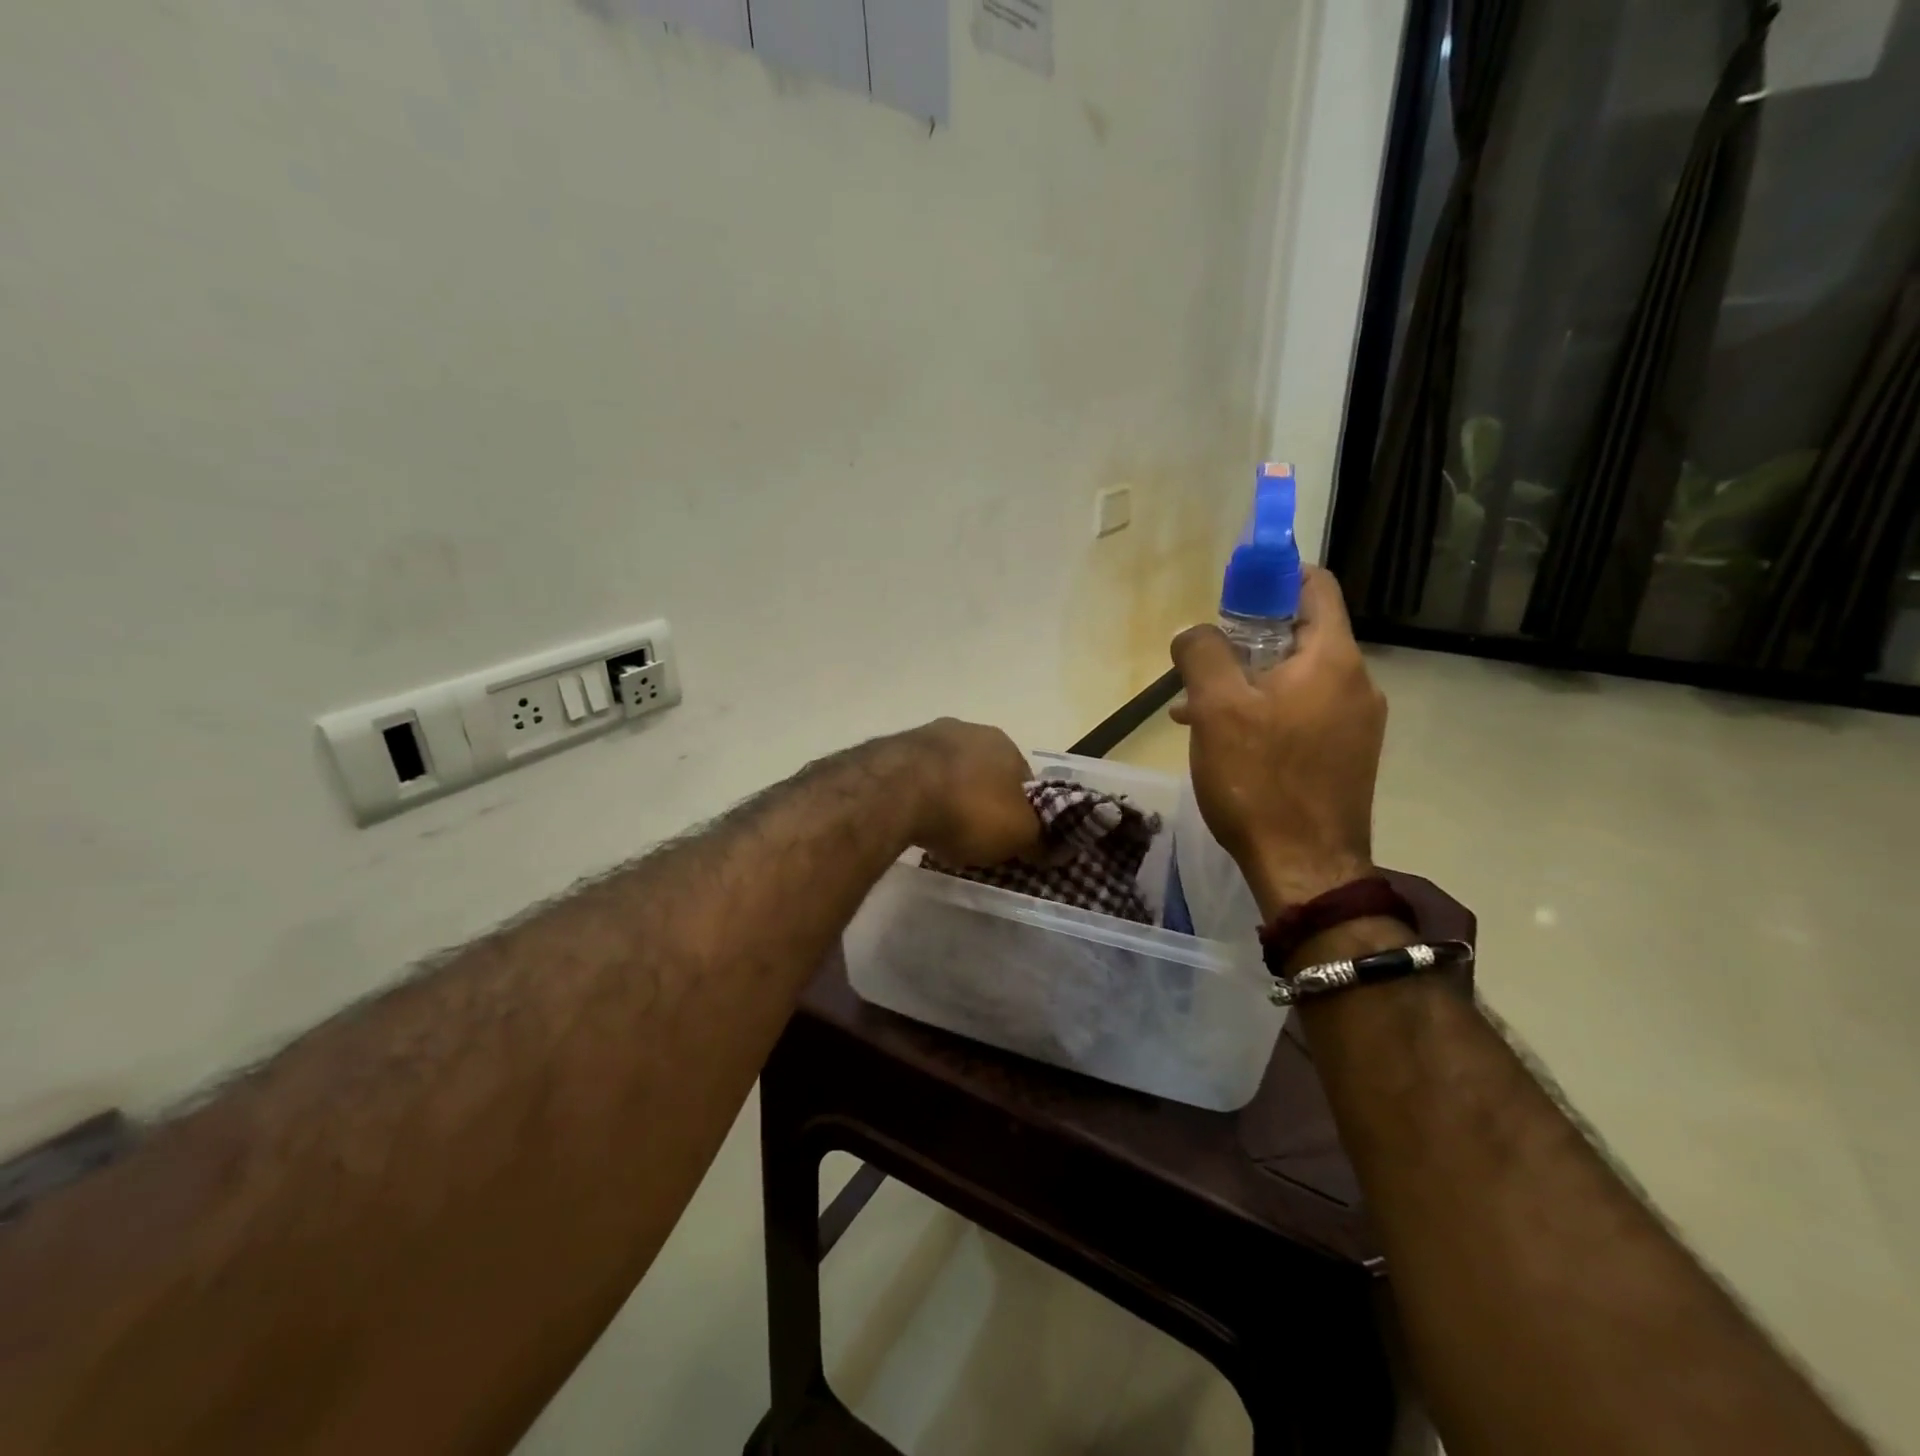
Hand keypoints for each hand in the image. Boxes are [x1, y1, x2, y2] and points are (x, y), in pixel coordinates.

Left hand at [898, 718, 1040, 866]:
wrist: (895, 793)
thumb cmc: (968, 810)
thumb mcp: (1018, 835)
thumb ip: (1039, 840)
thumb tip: (1053, 849)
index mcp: (1005, 743)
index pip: (1024, 780)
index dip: (1022, 812)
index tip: (1011, 838)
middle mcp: (968, 730)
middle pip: (983, 773)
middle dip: (982, 801)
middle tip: (975, 835)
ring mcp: (926, 735)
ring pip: (947, 773)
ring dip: (947, 797)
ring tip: (939, 831)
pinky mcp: (892, 750)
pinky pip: (916, 779)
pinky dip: (918, 797)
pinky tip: (913, 820)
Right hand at [1170, 568, 1385, 914]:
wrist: (1305, 869)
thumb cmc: (1260, 781)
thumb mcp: (1216, 709)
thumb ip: (1202, 654)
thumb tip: (1193, 633)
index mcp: (1333, 659)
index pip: (1315, 586)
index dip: (1272, 577)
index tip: (1229, 596)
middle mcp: (1356, 683)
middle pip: (1300, 633)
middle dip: (1246, 640)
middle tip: (1202, 664)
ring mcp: (1355, 723)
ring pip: (1296, 678)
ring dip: (1248, 681)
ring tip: (1196, 710)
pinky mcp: (1345, 755)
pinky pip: (1302, 713)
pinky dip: (1265, 712)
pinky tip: (1225, 740)